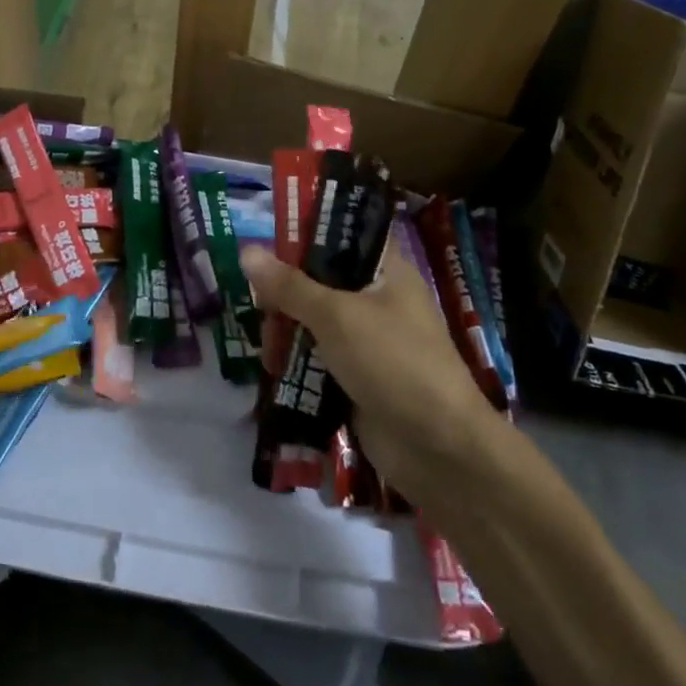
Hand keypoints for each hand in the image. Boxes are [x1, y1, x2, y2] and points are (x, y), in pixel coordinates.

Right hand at [240, 246, 496, 493]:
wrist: (439, 449)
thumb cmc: (392, 362)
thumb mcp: (336, 316)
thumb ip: (289, 286)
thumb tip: (247, 251)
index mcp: (386, 272)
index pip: (343, 238)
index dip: (305, 237)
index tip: (266, 248)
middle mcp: (379, 301)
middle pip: (320, 282)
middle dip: (286, 295)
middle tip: (261, 310)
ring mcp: (370, 342)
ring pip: (316, 323)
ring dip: (288, 333)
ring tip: (267, 351)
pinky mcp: (359, 378)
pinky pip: (319, 360)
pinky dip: (297, 363)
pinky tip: (275, 371)